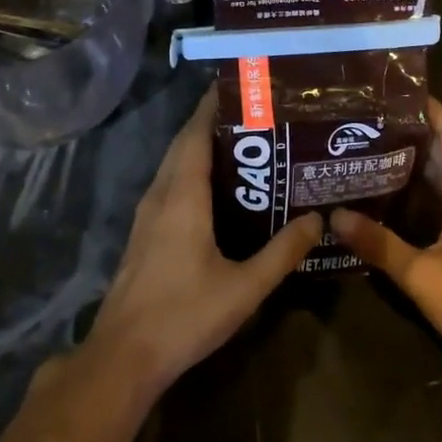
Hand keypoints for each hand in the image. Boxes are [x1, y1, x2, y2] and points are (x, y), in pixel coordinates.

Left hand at [81, 87, 319, 400]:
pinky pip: (168, 185)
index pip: (197, 133)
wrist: (124, 356)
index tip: (242, 86)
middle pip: (184, 143)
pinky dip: (191, 171)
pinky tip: (216, 189)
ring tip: (242, 144)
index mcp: (183, 195)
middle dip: (213, 122)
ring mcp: (146, 214)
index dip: (214, 106)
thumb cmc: (184, 315)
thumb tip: (317, 219)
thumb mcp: (244, 287)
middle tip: (255, 114)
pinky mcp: (143, 233)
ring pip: (174, 164)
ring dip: (200, 146)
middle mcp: (160, 194)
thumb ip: (282, 252)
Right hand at [331, 98, 441, 378]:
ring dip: (412, 164)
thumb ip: (378, 243)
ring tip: (368, 155)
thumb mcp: (421, 274)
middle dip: (408, 133)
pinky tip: (391, 200)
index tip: (392, 92)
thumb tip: (335, 216)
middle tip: (363, 126)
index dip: (428, 106)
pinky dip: (421, 191)